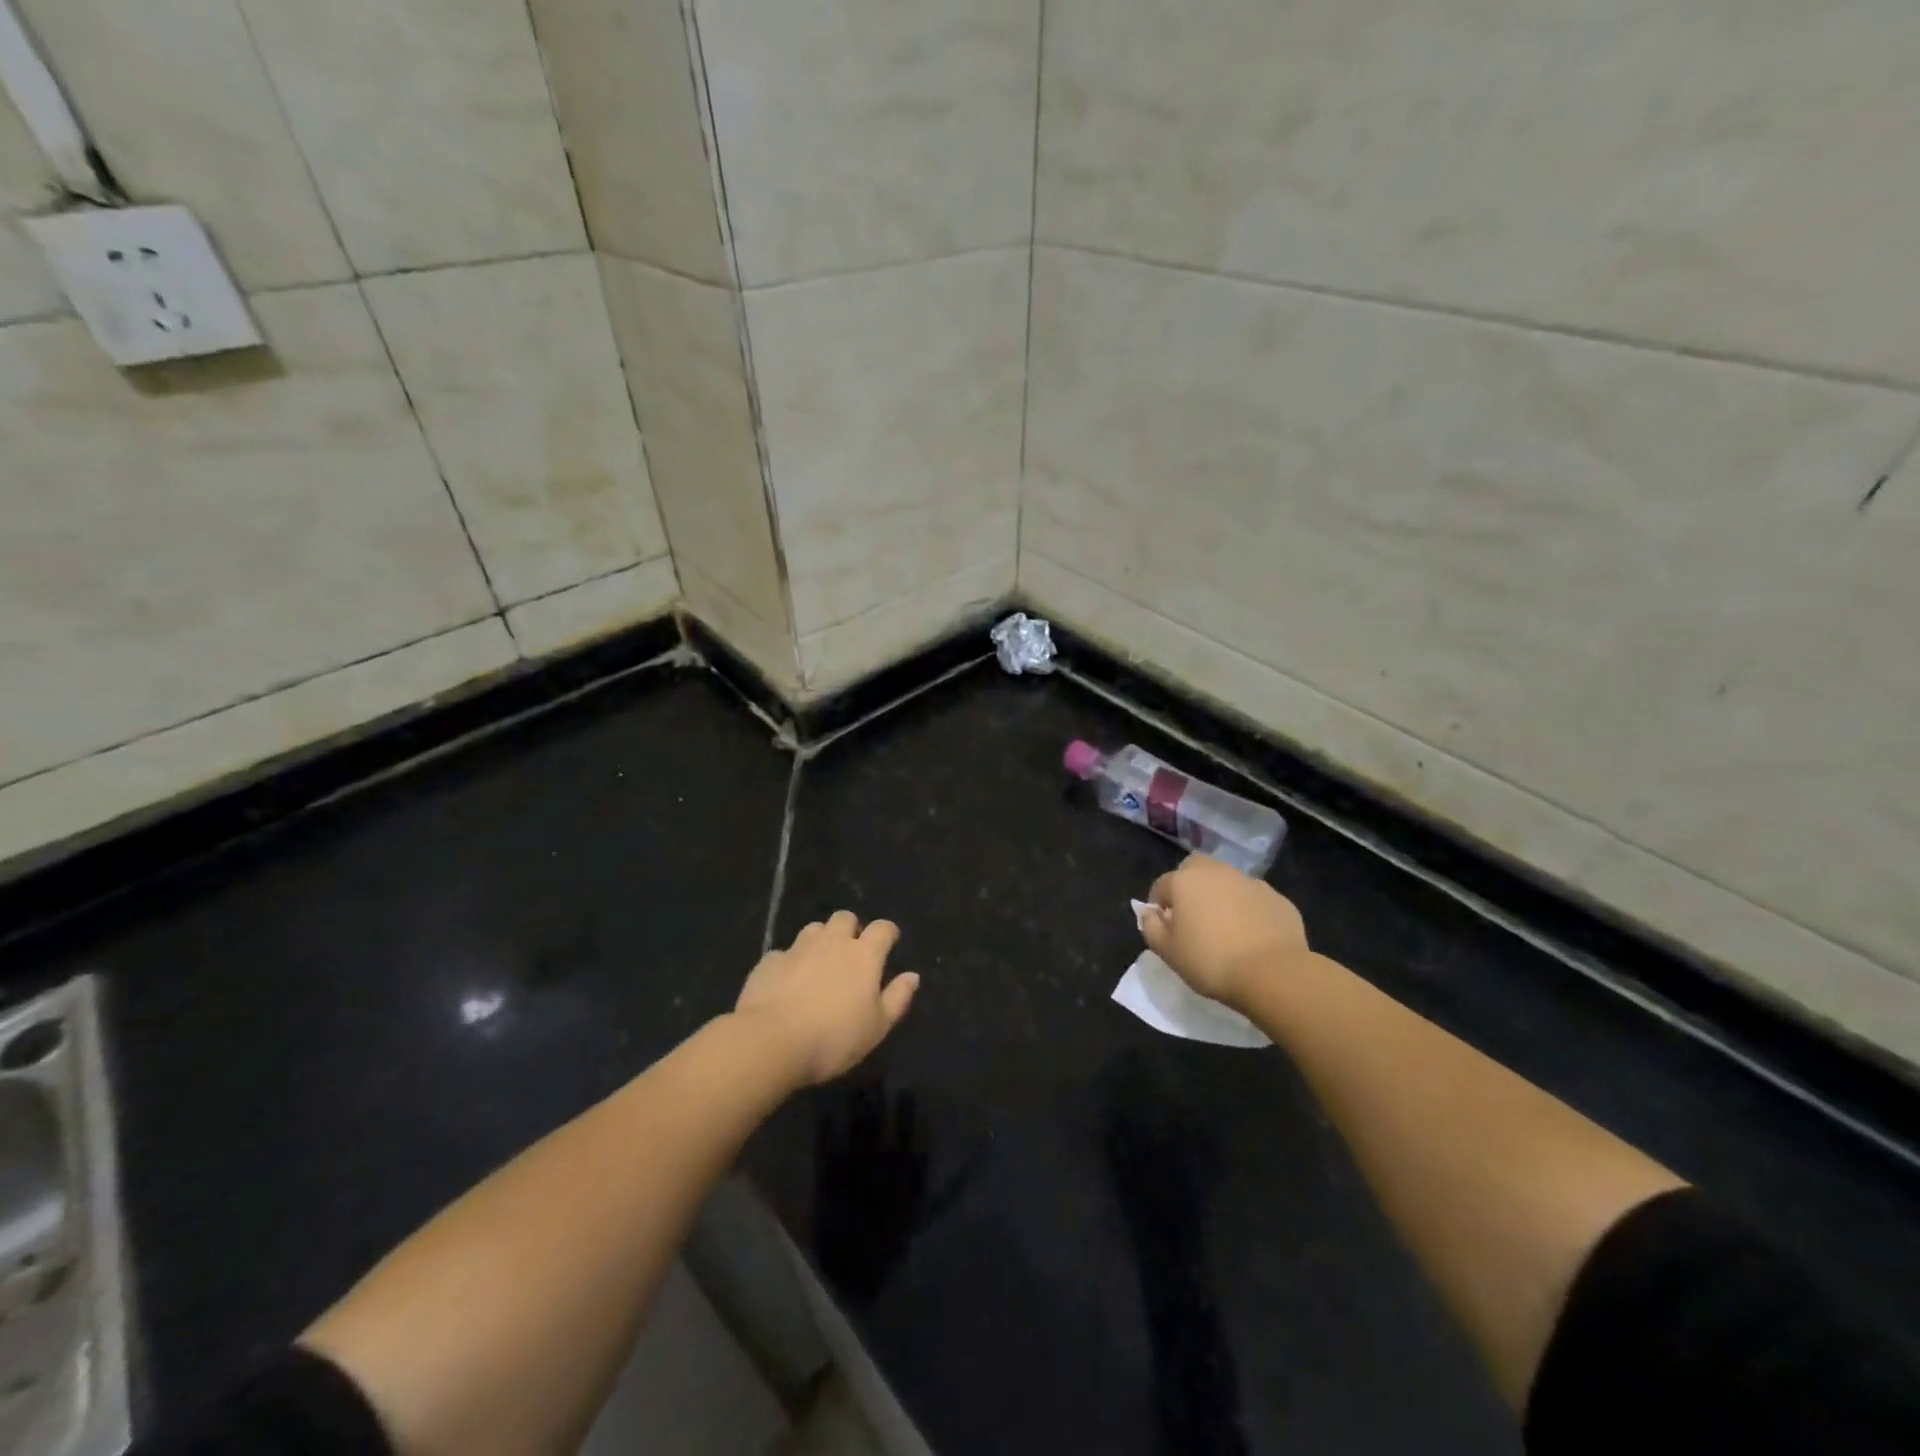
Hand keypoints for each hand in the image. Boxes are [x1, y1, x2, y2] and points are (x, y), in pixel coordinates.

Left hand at [734, 912, 919, 1085]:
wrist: (771, 1041)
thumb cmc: (834, 1038)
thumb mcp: (877, 1027)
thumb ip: (897, 998)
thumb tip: (912, 976)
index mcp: (863, 955)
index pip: (883, 928)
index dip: (888, 932)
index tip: (890, 942)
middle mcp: (832, 942)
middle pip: (845, 918)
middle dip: (851, 929)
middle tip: (851, 953)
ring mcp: (798, 948)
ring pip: (814, 929)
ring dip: (821, 940)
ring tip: (819, 963)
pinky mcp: (769, 961)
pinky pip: (784, 953)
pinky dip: (790, 962)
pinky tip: (787, 982)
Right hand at [1142, 855, 1309, 1011]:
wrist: (1272, 973)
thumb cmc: (1210, 961)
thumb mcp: (1167, 952)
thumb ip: (1151, 927)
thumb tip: (1149, 913)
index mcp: (1184, 881)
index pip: (1162, 886)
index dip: (1159, 906)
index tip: (1165, 928)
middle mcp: (1216, 872)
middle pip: (1196, 870)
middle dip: (1191, 886)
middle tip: (1194, 917)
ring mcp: (1250, 882)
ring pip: (1228, 882)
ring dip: (1222, 896)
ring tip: (1226, 928)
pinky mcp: (1277, 898)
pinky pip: (1254, 899)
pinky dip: (1249, 910)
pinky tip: (1252, 936)